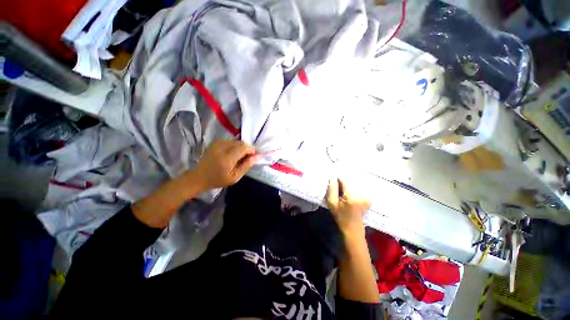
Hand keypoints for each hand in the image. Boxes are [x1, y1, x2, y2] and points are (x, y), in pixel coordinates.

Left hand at [192, 140, 257, 190]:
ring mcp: (217, 143)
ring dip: (241, 147)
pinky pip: (230, 141)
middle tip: (247, 158)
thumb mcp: (235, 177)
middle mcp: (222, 148)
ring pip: (236, 141)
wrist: (199, 177)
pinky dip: (234, 146)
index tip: (253, 156)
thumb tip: (257, 156)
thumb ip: (246, 166)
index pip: (244, 147)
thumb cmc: (218, 180)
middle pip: (241, 142)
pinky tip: (232, 153)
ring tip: (239, 156)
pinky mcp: (215, 142)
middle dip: (247, 148)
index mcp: (227, 158)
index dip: (251, 150)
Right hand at [326, 178, 370, 237]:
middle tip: (340, 187)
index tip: (334, 182)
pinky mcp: (370, 198)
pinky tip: (351, 192)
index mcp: (352, 197)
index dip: (338, 179)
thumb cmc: (340, 216)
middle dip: (344, 181)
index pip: (344, 180)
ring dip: (350, 183)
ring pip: (357, 183)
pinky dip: (356, 187)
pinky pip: (362, 187)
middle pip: (351, 180)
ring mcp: (368, 196)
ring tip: (345, 190)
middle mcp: (362, 195)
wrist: (353, 229)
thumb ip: (332, 189)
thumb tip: (333, 177)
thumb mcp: (332, 203)